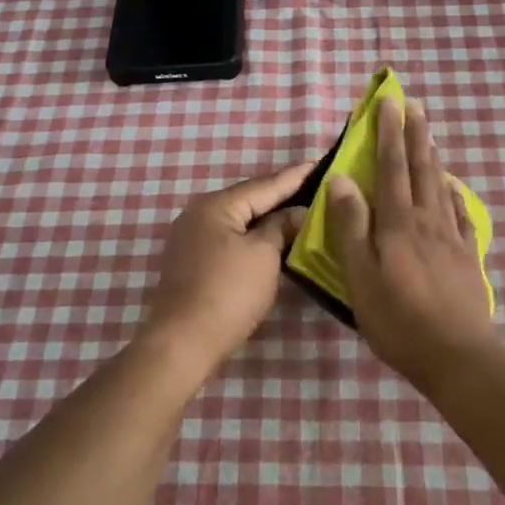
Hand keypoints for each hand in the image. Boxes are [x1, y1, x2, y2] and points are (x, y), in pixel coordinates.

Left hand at [141, 161, 310, 372]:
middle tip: (316, 187)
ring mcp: (192, 239)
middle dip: (282, 195)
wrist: (183, 343)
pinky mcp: (192, 262)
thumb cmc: (228, 293)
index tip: (321, 162)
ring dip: (268, 218)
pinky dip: (253, 237)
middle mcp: (199, 214)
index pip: (265, 184)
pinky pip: (230, 239)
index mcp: (216, 205)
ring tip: (300, 211)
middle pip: (249, 199)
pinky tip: (273, 240)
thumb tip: (297, 212)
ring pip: (239, 220)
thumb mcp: (264, 255)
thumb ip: (281, 227)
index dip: (295, 176)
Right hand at [327, 98, 494, 383]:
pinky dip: (456, 196)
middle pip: (421, 169)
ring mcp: (451, 238)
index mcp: (398, 223)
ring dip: (433, 157)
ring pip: (442, 187)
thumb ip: (352, 226)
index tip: (389, 102)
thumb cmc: (398, 318)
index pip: (391, 167)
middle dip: (415, 135)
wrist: (456, 355)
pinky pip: (462, 216)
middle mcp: (427, 220)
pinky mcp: (467, 257)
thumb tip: (343, 179)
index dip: (390, 134)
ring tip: (430, 136)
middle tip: (415, 105)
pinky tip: (455, 189)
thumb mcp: (360, 275)